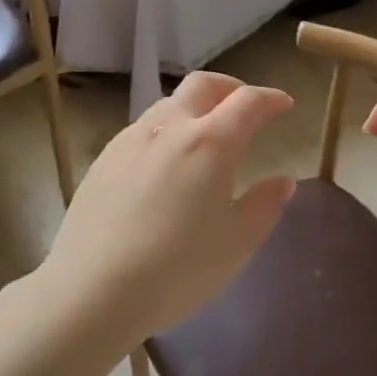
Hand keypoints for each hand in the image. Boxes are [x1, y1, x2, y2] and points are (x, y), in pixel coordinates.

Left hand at [42, 71, 295, 340]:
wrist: (92, 291)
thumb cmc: (178, 269)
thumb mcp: (237, 244)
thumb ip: (265, 205)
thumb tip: (282, 181)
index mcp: (210, 142)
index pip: (248, 102)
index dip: (270, 98)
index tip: (285, 105)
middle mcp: (169, 128)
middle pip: (202, 85)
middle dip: (230, 88)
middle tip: (244, 107)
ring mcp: (130, 140)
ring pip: (168, 104)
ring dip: (194, 108)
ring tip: (204, 137)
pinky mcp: (103, 160)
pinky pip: (142, 130)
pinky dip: (165, 132)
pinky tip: (164, 165)